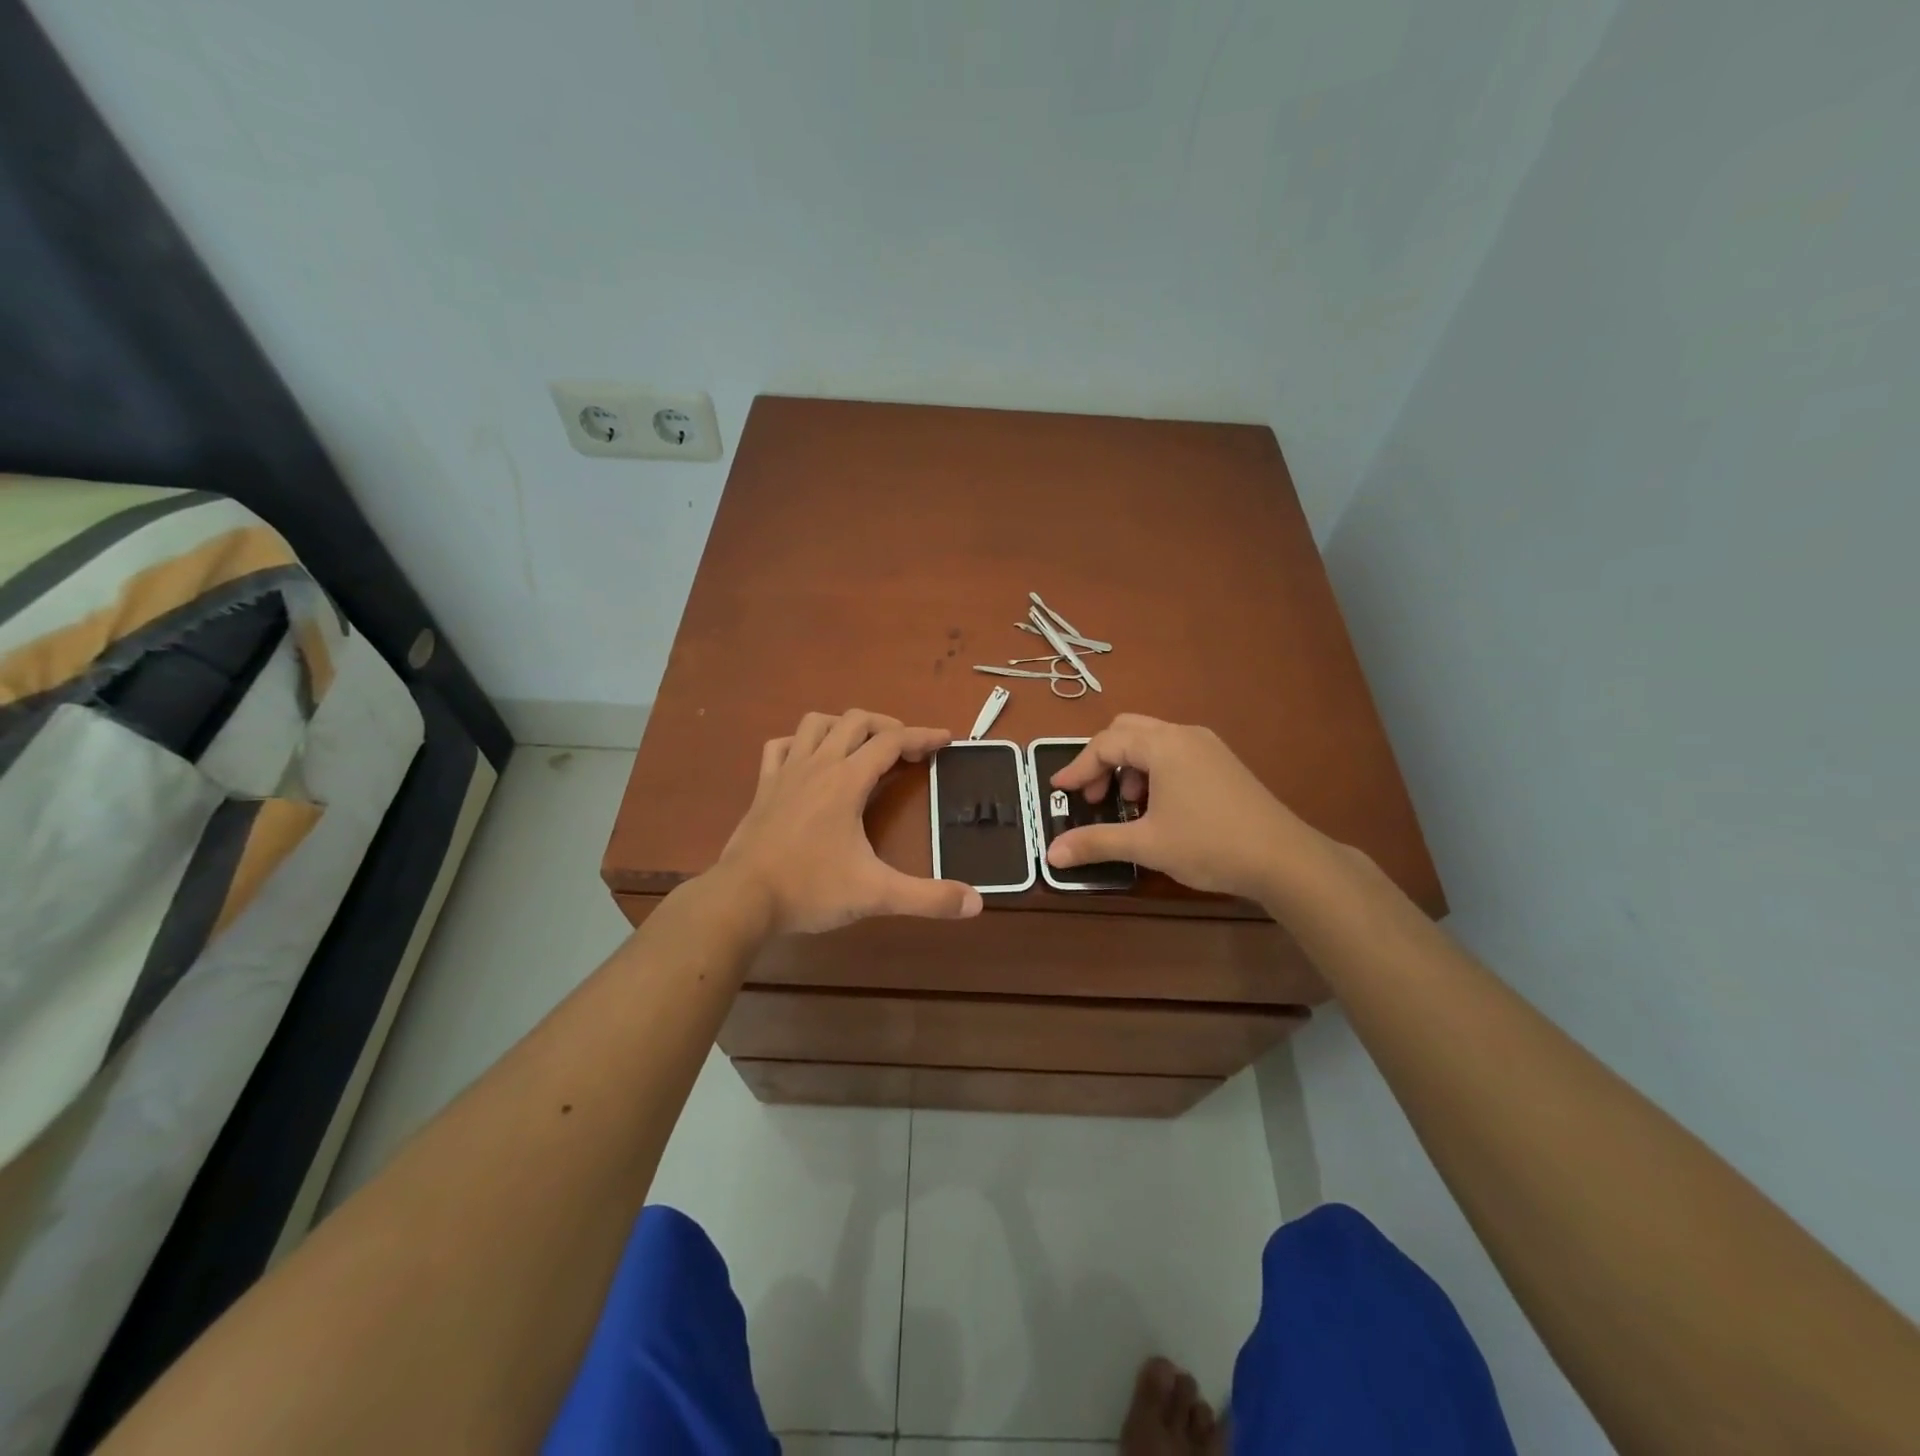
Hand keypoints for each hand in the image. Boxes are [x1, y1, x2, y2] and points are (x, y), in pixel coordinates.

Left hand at [714, 710, 984, 934]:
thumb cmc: (810, 889)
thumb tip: (976, 904)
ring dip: (844, 726)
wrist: (741, 899)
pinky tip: (809, 760)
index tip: (946, 740)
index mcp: (847, 780)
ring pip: (815, 724)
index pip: (892, 742)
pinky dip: (800, 743)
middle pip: (856, 721)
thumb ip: (928, 898)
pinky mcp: (763, 787)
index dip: (922, 736)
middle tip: (907, 749)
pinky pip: (780, 746)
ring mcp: (786, 772)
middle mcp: (817, 765)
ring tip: (861, 747)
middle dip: (887, 726)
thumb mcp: (876, 895)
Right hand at [1046, 714, 1312, 901]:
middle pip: (1128, 730)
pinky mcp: (1223, 763)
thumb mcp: (1146, 844)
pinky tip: (1159, 807)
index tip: (1060, 791)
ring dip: (1129, 765)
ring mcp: (1208, 747)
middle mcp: (1185, 734)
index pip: (1106, 743)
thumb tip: (1052, 853)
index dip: (1078, 767)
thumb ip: (1096, 843)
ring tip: (1128, 805)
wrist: (1284, 859)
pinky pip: (1175, 752)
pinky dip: (1153, 770)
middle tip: (1095, 796)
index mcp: (1163, 745)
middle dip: (1103, 760)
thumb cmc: (1209, 845)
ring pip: (1153, 740)